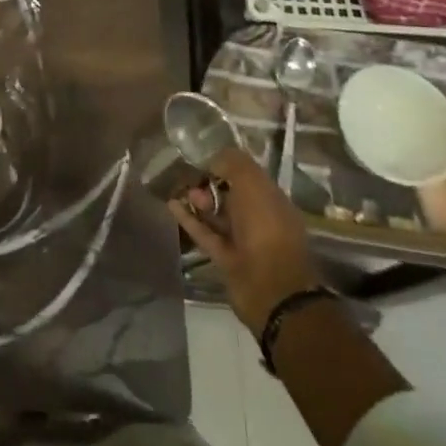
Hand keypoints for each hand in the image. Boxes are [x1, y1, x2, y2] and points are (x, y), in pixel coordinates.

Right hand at [170, 147, 319, 332]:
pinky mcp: (224, 258)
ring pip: (217, 215)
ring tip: (181, 190)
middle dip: (210, 183)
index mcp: (273, 200)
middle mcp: (260, 219)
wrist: (269, 287)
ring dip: (199, 201)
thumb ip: (233, 163)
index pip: (248, 177)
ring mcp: (242, 241)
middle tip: (192, 176)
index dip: (227, 165)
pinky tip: (172, 205)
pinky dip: (189, 219)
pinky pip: (205, 233)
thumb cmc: (266, 228)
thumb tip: (213, 159)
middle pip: (231, 195)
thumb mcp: (253, 183)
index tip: (204, 158)